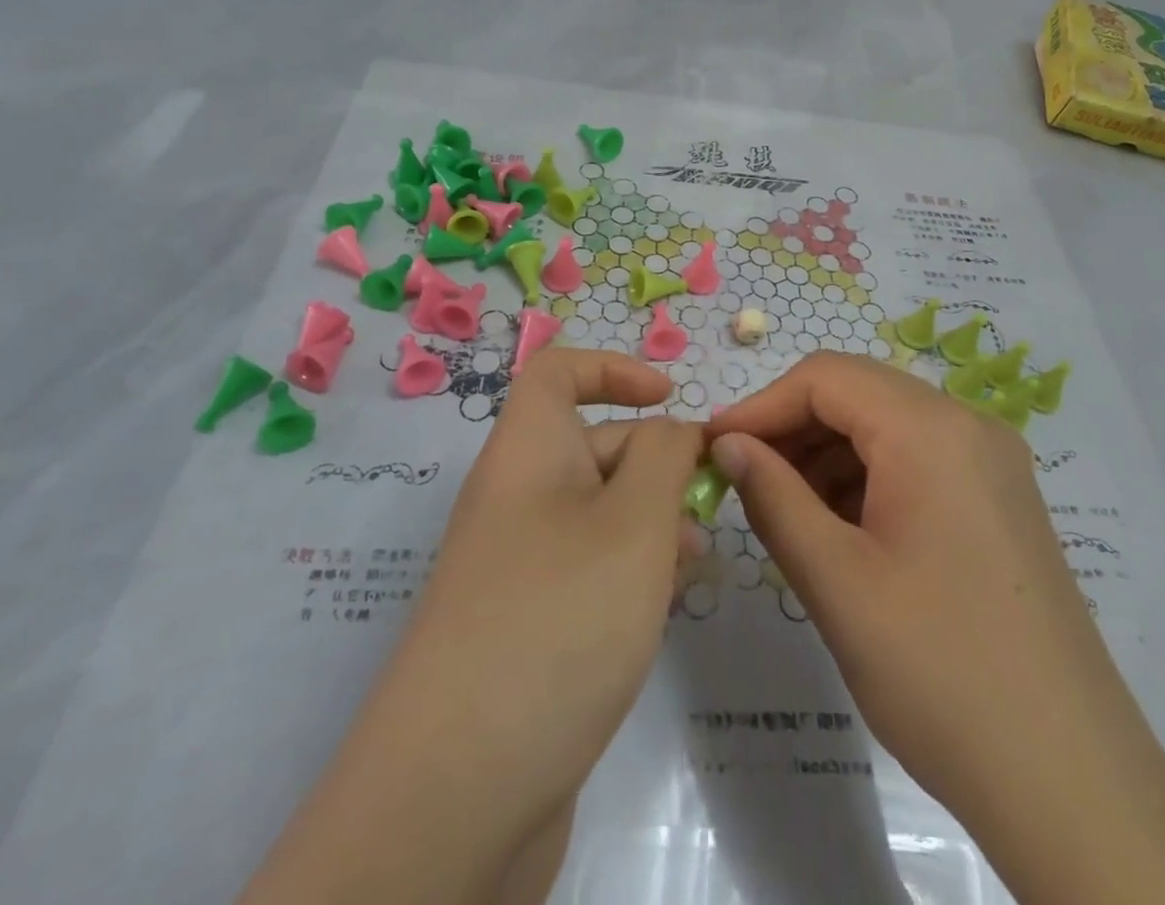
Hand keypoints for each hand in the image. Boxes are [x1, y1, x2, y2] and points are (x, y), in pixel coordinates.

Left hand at [391, 348, 706, 818]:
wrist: (455, 796)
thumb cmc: (557, 621)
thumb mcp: (633, 522)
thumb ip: (665, 457)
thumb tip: (674, 431)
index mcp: (527, 454)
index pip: (557, 372)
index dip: (613, 369)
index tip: (671, 398)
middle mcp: (516, 498)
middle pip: (592, 444)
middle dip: (656, 462)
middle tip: (708, 505)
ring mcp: (518, 565)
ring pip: (599, 512)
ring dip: (652, 522)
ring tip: (695, 564)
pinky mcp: (527, 624)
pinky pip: (588, 569)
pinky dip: (631, 572)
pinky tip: (664, 608)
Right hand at [709, 353, 1164, 904]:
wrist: (1071, 782)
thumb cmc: (939, 671)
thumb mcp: (836, 581)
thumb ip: (772, 497)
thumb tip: (727, 445)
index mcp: (931, 429)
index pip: (826, 377)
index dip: (761, 405)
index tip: (712, 448)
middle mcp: (968, 426)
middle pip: (859, 393)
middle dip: (792, 427)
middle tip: (741, 479)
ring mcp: (991, 463)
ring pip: (887, 426)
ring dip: (826, 453)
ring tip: (782, 509)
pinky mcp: (999, 500)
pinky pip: (917, 460)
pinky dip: (866, 477)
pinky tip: (837, 528)